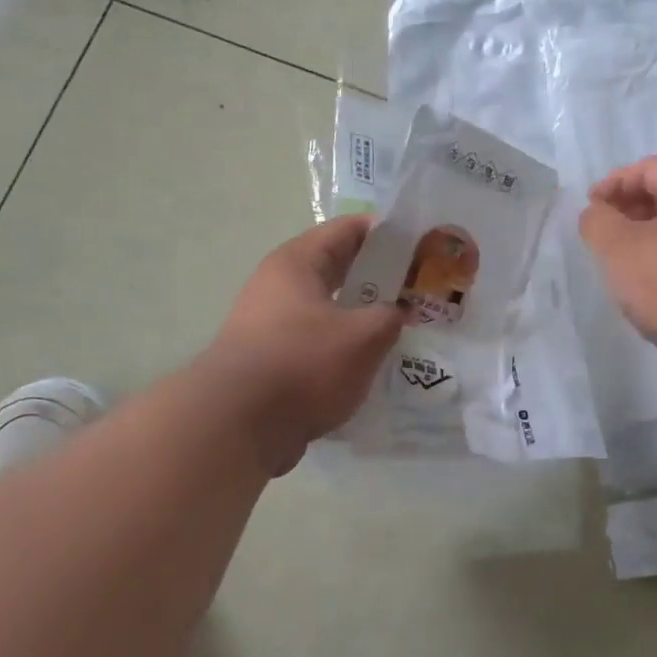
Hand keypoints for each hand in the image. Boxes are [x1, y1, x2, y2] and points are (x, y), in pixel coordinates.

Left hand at [206, 217, 404, 475]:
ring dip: (360, 312)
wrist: (237, 426)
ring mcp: (269, 323)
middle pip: (336, 266)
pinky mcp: (268, 359)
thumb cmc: (304, 365)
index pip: (348, 229)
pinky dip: (342, 343)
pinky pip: (315, 338)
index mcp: (297, 262)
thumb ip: (390, 316)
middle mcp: (277, 284)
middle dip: (377, 275)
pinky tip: (368, 361)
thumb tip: (395, 312)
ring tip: (399, 324)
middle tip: (417, 286)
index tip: (419, 245)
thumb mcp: (364, 336)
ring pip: (326, 305)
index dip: (386, 232)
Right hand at [579, 156, 656, 380]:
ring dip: (642, 240)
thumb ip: (597, 221)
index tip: (590, 209)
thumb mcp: (619, 246)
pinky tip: (642, 289)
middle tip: (600, 235)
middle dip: (627, 210)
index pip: (649, 168)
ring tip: (616, 264)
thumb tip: (596, 214)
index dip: (614, 182)